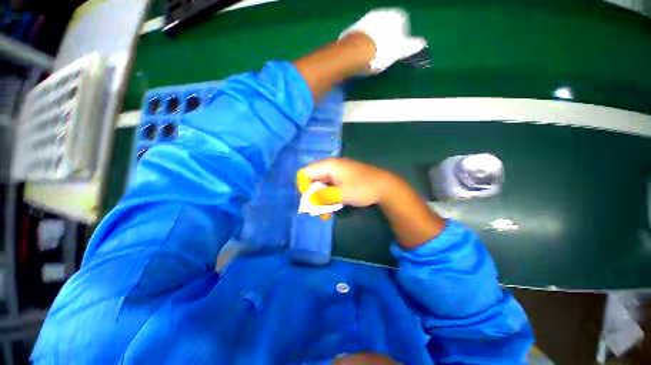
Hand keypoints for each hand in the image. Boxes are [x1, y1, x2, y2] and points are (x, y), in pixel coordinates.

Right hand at [297, 158, 395, 206]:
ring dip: (321, 198)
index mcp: (329, 166)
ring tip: (325, 212)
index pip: (305, 172)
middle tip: (316, 209)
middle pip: (312, 179)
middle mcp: (331, 167)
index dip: (303, 186)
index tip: (309, 200)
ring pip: (321, 184)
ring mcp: (338, 172)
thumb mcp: (341, 194)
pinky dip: (329, 196)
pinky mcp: (343, 179)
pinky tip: (333, 206)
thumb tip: (309, 199)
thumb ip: (322, 196)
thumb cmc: (363, 188)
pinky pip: (330, 186)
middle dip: (312, 195)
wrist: (385, 187)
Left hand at [340, 8, 426, 72]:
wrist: (356, 52)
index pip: (403, 23)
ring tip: (373, 56)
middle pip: (387, 26)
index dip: (401, 37)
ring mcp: (366, 19)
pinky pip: (363, 35)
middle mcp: (381, 13)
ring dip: (375, 40)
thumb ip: (411, 46)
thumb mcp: (399, 51)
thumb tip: (422, 43)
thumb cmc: (382, 52)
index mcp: (396, 16)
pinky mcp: (353, 28)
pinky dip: (364, 43)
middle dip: (386, 37)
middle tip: (384, 54)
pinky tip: (362, 54)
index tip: (396, 50)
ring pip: (374, 30)